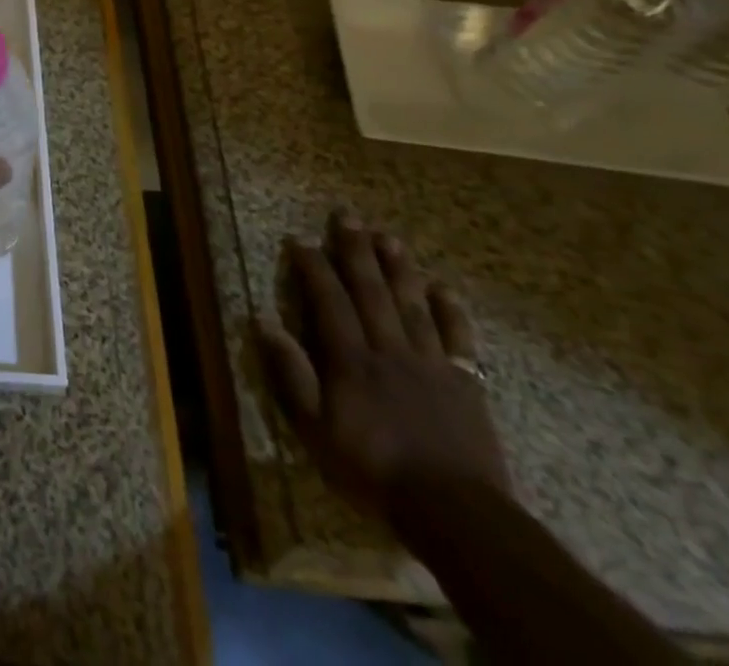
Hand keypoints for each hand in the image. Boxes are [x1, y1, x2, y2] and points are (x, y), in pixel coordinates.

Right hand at [258, 212, 510, 517]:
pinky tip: (443, 288)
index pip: (329, 300)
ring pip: (412, 305)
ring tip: (389, 237)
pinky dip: (451, 311)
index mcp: (351, 359)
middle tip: (348, 215)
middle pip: (371, 291)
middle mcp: (389, 350)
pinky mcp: (466, 384)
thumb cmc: (374, 469)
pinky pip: (459, 340)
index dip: (313, 267)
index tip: (300, 238)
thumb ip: (291, 374)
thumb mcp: (315, 429)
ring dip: (399, 269)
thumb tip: (263, 322)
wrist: (456, 513)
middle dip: (356, 251)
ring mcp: (431, 364)